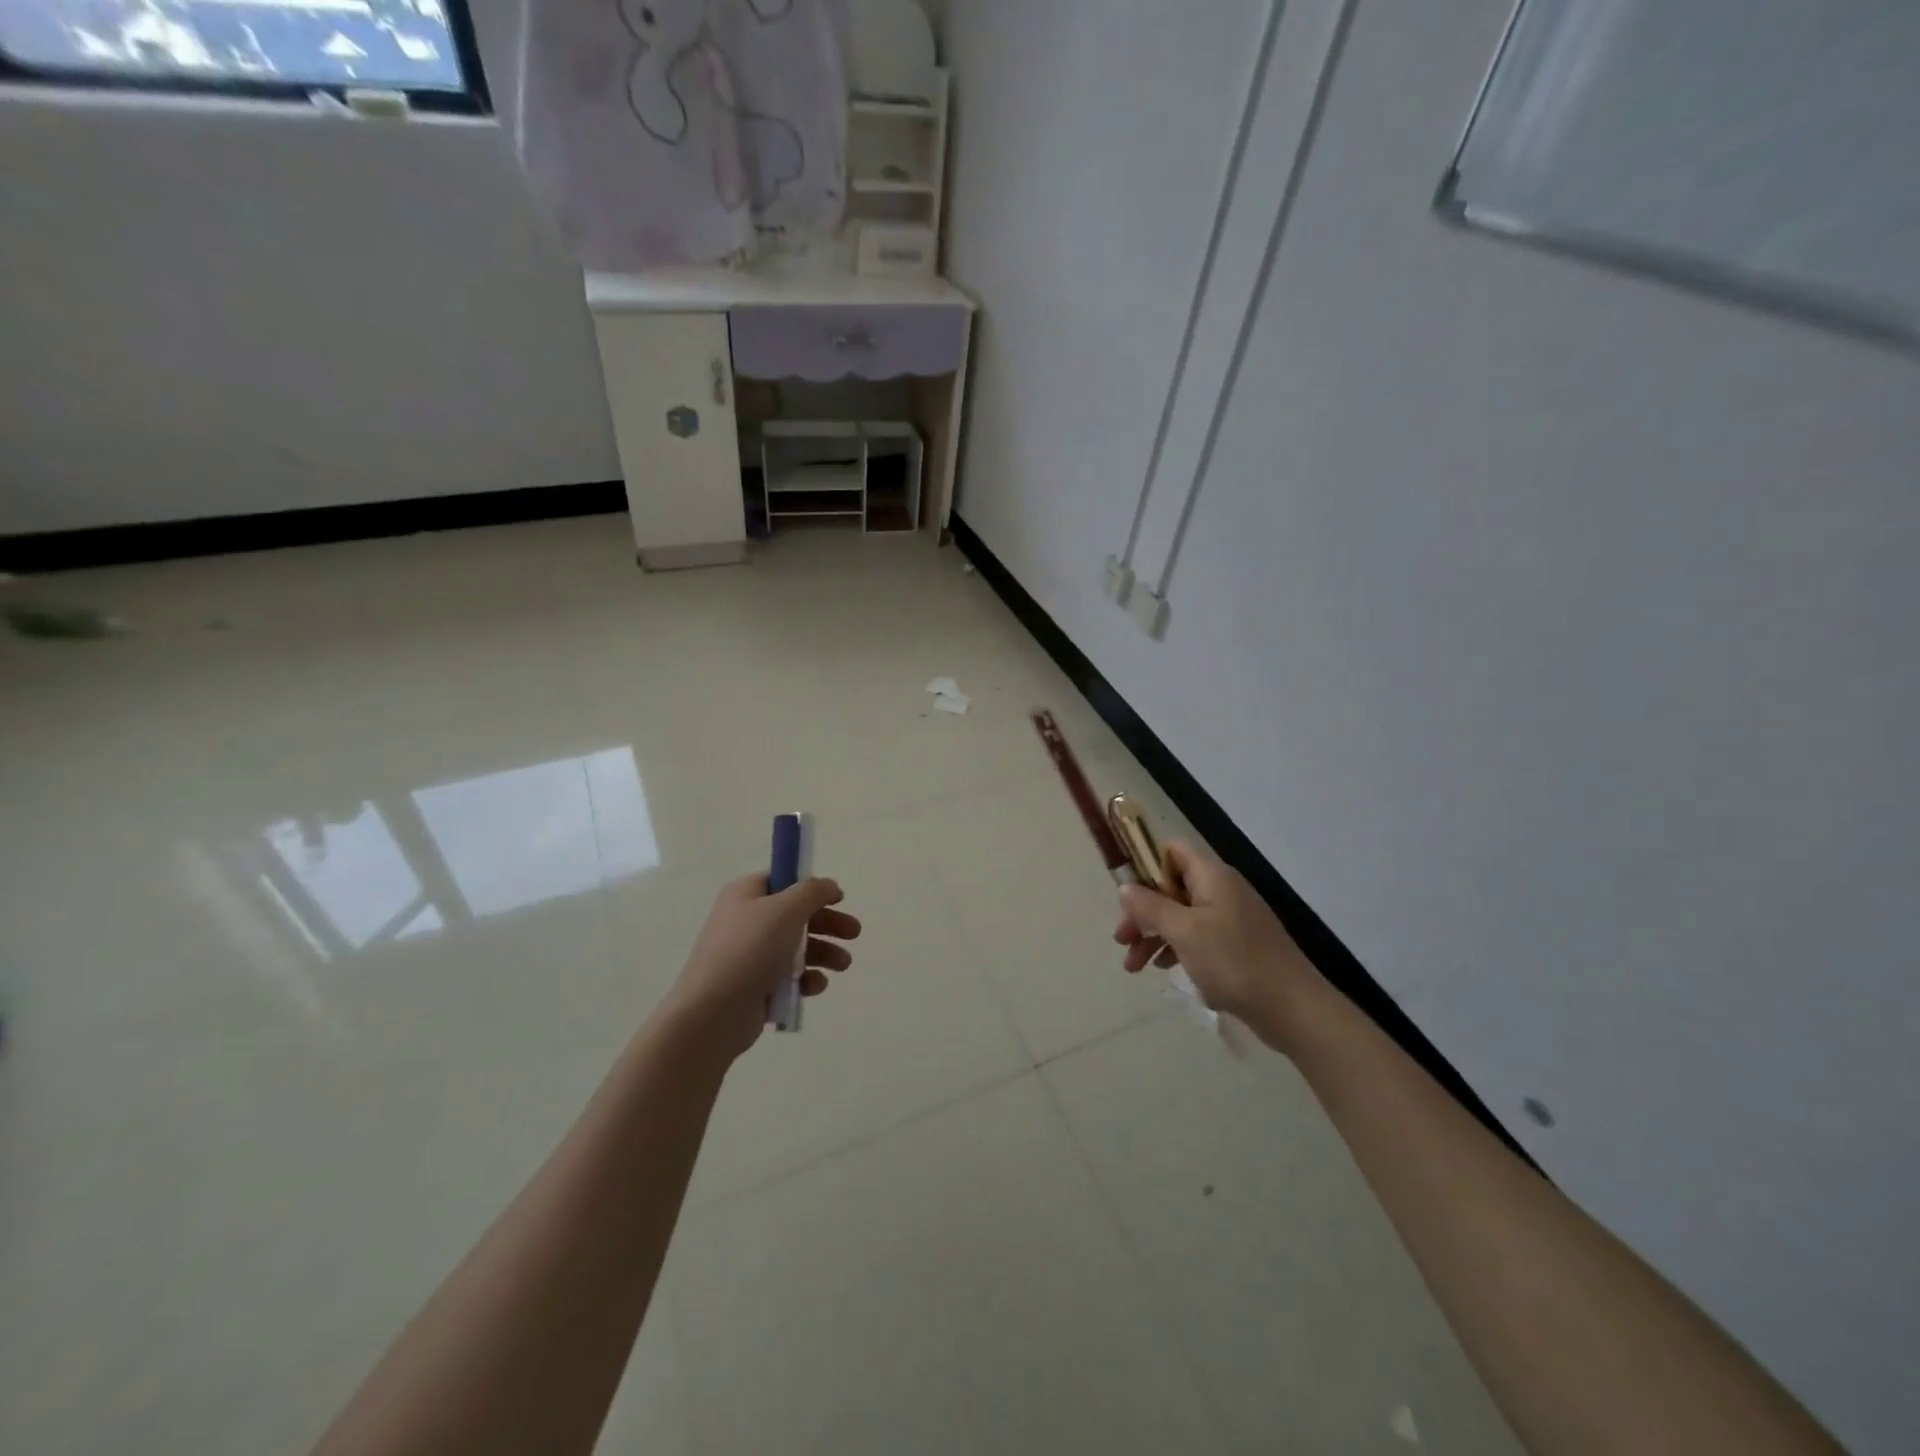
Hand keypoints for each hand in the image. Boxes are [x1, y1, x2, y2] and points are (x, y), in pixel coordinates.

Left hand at [662, 873, 861, 1059]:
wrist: (713, 1013)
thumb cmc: (749, 950)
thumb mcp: (786, 910)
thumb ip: (813, 892)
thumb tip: (829, 885)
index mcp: (746, 895)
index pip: (783, 881)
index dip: (812, 887)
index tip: (839, 898)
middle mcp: (746, 921)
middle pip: (796, 916)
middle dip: (827, 924)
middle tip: (854, 933)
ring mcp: (750, 956)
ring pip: (796, 948)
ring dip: (824, 953)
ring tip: (843, 965)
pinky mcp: (755, 987)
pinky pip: (788, 977)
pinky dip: (805, 979)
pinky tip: (815, 986)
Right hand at [1113, 841, 1321, 1046]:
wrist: (1292, 1008)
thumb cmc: (1234, 962)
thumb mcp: (1184, 932)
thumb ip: (1151, 907)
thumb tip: (1125, 887)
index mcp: (1212, 876)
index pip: (1173, 850)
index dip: (1147, 866)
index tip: (1128, 896)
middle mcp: (1222, 890)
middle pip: (1171, 886)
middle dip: (1143, 911)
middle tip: (1122, 940)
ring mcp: (1231, 918)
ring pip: (1181, 915)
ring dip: (1154, 935)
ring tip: (1134, 966)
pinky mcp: (1237, 944)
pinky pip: (1197, 936)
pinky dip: (1176, 948)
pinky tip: (1164, 969)